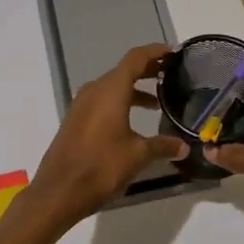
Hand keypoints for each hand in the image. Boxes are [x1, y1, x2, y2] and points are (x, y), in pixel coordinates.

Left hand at [28, 44, 186, 232]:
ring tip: (157, 101)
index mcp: (110, 90)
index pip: (135, 59)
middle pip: (123, 70)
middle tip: (171, 73)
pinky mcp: (75, 121)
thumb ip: (162, 146)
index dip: (155, 52)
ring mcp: (81, 105)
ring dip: (134, 89)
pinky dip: (120, 102)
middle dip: (147, 70)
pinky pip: (102, 101)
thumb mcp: (138, 156)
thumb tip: (184, 147)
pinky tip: (133, 122)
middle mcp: (94, 91)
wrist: (58, 192)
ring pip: (112, 87)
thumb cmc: (101, 167)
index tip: (174, 52)